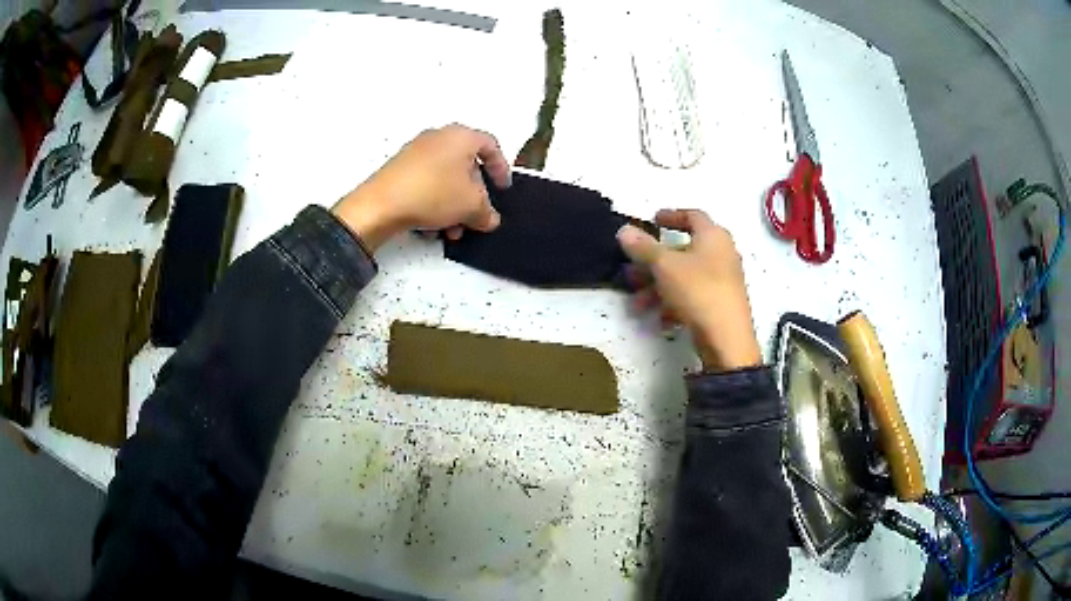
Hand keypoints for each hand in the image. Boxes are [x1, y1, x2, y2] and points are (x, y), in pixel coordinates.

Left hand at [332, 124, 511, 249]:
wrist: (381, 205)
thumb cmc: (430, 193)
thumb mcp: (471, 206)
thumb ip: (487, 212)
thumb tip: (488, 219)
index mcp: (461, 136)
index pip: (491, 146)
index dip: (501, 169)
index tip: (502, 188)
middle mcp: (439, 137)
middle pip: (466, 165)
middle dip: (474, 195)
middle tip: (477, 215)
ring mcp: (416, 151)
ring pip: (446, 178)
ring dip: (454, 204)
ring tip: (452, 229)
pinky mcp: (400, 168)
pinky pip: (427, 183)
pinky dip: (435, 202)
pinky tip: (432, 226)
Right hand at [618, 209, 762, 371]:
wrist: (727, 340)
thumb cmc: (698, 291)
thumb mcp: (665, 266)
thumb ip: (643, 247)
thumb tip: (625, 230)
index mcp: (713, 236)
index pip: (692, 215)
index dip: (671, 215)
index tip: (653, 220)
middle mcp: (722, 254)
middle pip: (683, 251)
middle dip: (654, 262)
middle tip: (632, 271)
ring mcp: (723, 281)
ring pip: (684, 276)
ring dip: (658, 287)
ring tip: (637, 303)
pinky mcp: (721, 304)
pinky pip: (693, 296)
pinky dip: (674, 303)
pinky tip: (660, 319)